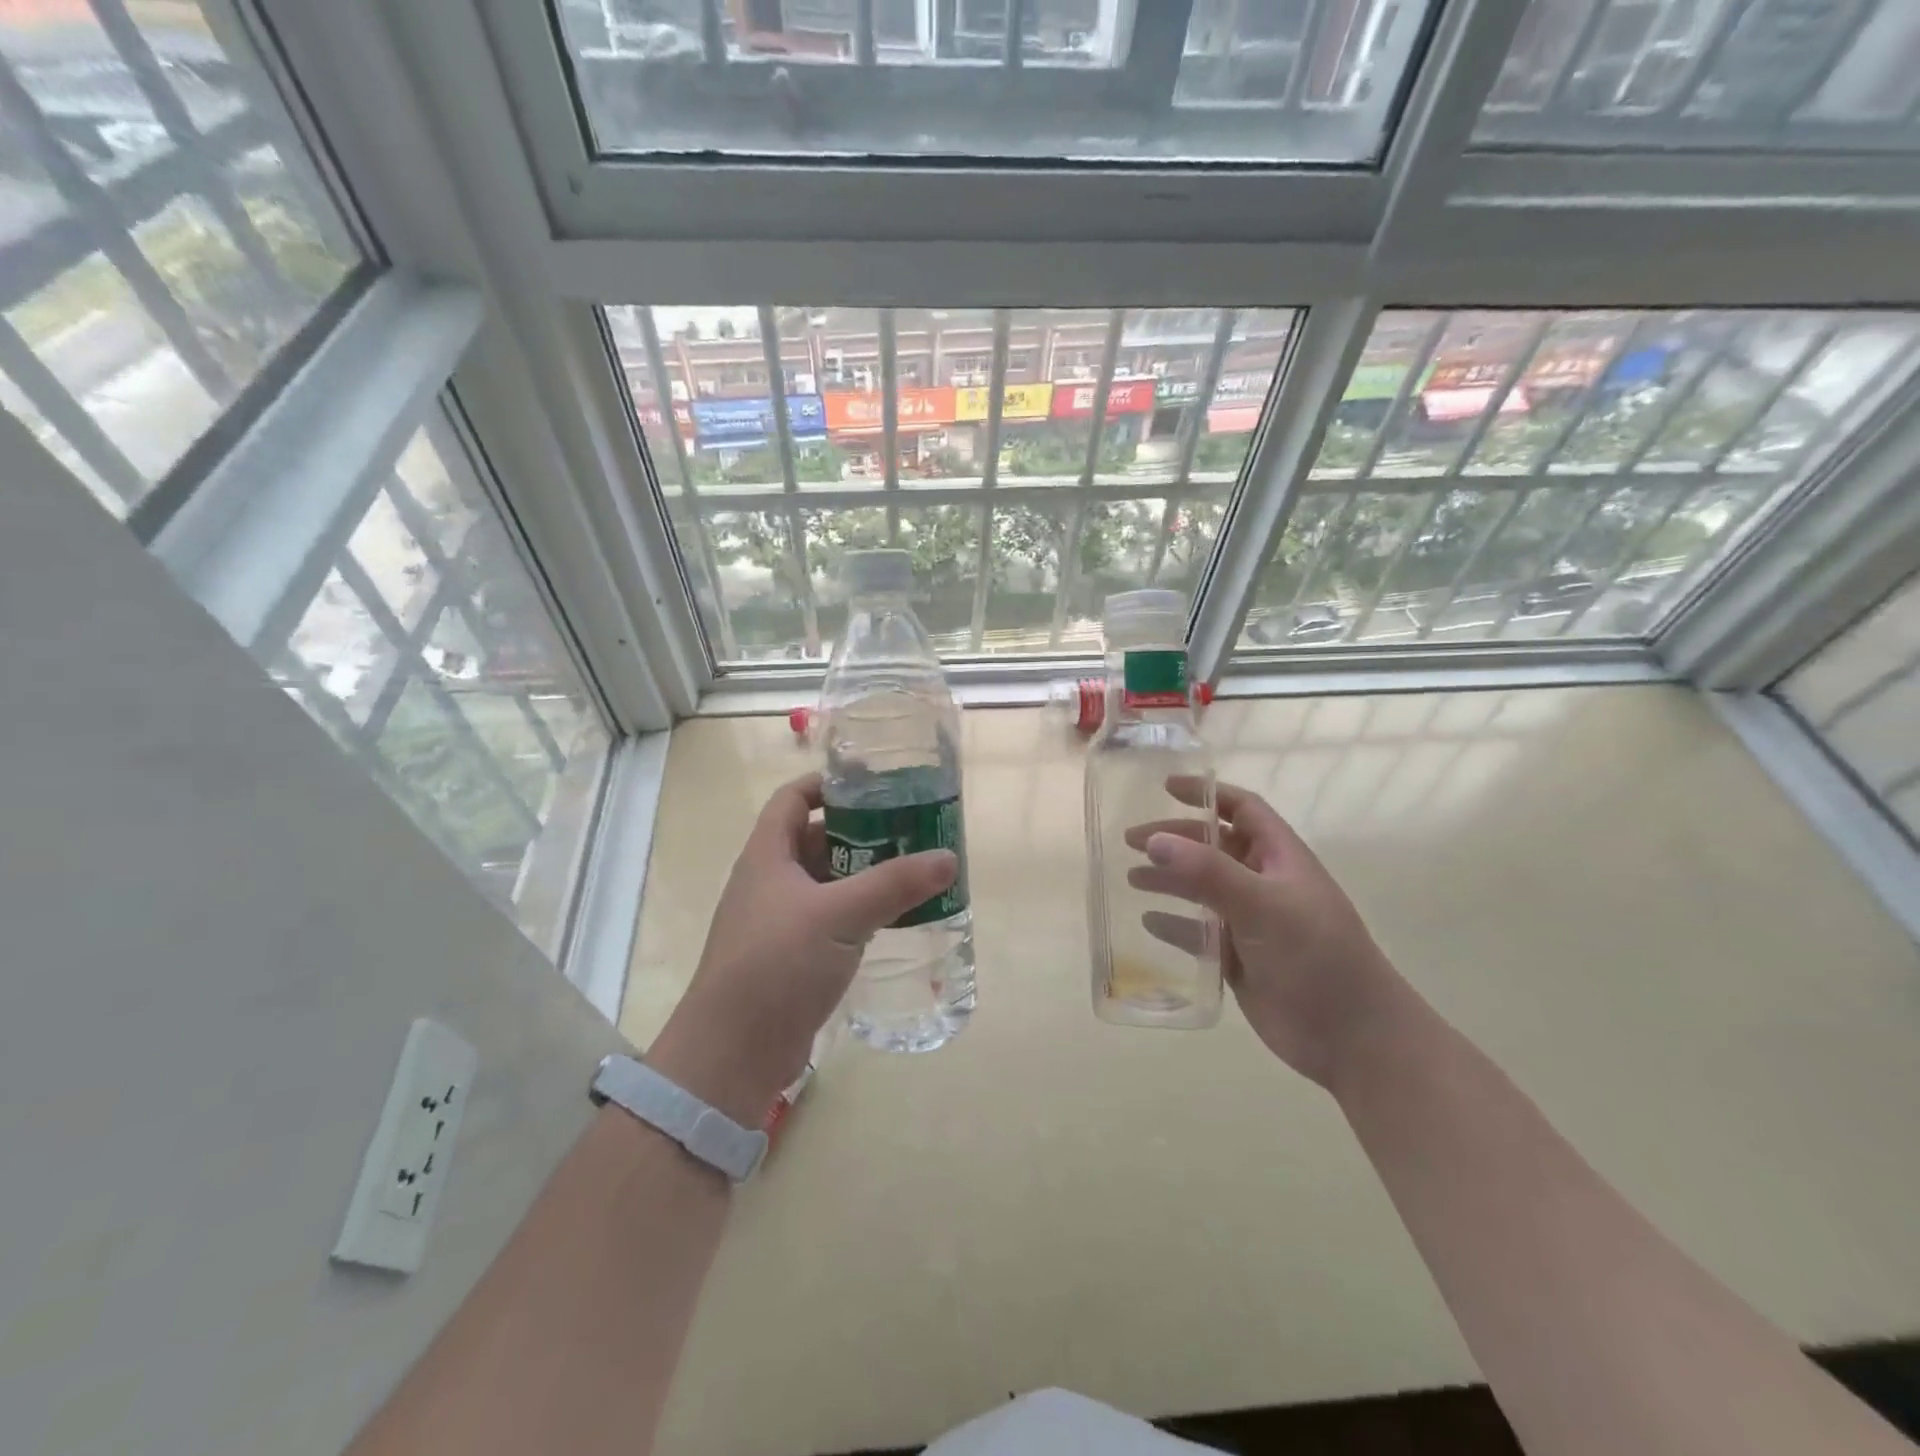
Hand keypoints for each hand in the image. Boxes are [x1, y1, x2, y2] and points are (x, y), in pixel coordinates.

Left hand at [648, 773, 957, 1125]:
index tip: (875, 783)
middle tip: (911, 828)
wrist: (733, 1054)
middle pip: (817, 839)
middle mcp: (770, 882)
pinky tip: (895, 918)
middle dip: (861, 831)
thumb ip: (894, 884)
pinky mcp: (793, 957)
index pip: (793, 799)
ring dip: (865, 874)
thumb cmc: (777, 965)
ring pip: (827, 882)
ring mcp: (780, 921)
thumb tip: (948, 857)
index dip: (828, 784)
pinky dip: (860, 912)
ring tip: (914, 869)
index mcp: (768, 856)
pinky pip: (831, 920)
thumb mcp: (839, 916)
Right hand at [1125, 776, 1406, 1089]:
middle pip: (1213, 848)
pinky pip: (1200, 933)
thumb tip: (1154, 841)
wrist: (1354, 1039)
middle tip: (1130, 841)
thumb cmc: (1318, 958)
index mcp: (1280, 858)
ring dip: (1168, 880)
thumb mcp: (1264, 907)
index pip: (1242, 809)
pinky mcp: (1240, 959)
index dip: (1206, 793)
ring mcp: (1252, 922)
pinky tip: (1148, 923)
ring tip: (1131, 880)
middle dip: (1174, 839)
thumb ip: (1208, 874)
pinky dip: (1174, 924)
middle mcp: (1264, 883)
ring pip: (1202, 890)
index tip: (1165, 787)